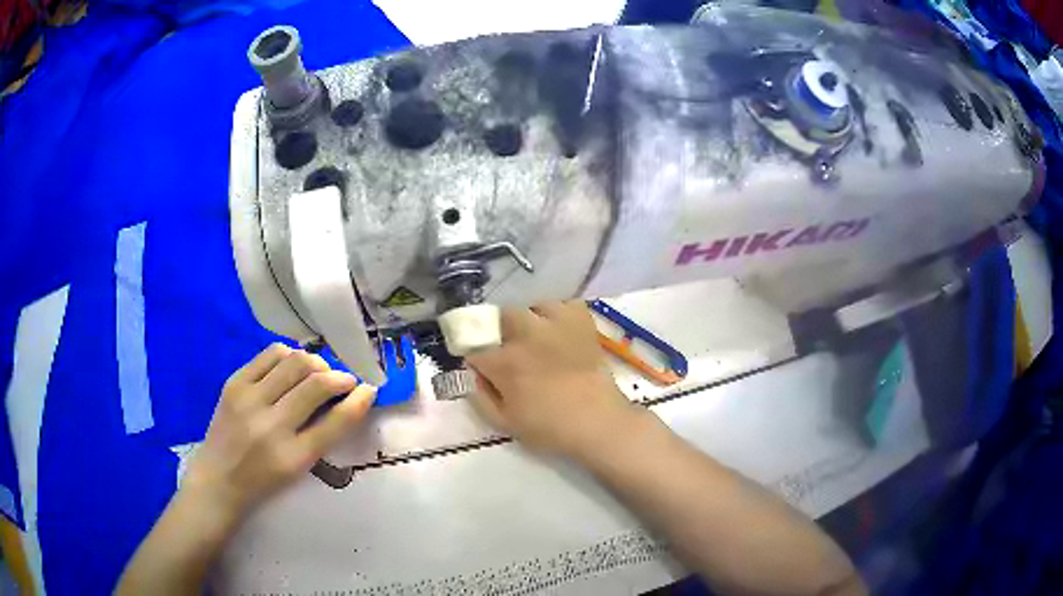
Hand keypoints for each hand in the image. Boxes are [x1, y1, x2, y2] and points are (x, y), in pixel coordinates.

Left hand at [182, 344, 375, 522]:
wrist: (218, 478)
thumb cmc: (264, 480)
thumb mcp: (299, 468)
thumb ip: (322, 434)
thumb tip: (347, 397)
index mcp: (294, 457)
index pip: (337, 422)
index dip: (359, 401)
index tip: (369, 389)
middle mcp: (272, 426)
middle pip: (317, 384)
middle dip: (340, 377)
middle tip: (344, 381)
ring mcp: (249, 400)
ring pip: (295, 362)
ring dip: (316, 363)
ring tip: (318, 372)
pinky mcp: (234, 383)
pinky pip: (271, 354)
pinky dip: (290, 354)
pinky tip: (292, 365)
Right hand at [466, 301, 641, 459]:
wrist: (598, 421)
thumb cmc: (549, 428)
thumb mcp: (505, 422)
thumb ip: (482, 397)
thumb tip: (475, 375)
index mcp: (505, 362)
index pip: (476, 349)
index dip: (477, 358)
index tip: (484, 368)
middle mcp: (526, 334)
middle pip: (501, 317)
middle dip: (501, 331)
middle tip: (511, 350)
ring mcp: (556, 323)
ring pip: (532, 307)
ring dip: (531, 321)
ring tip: (539, 338)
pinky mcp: (581, 320)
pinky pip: (565, 305)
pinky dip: (560, 315)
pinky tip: (562, 332)